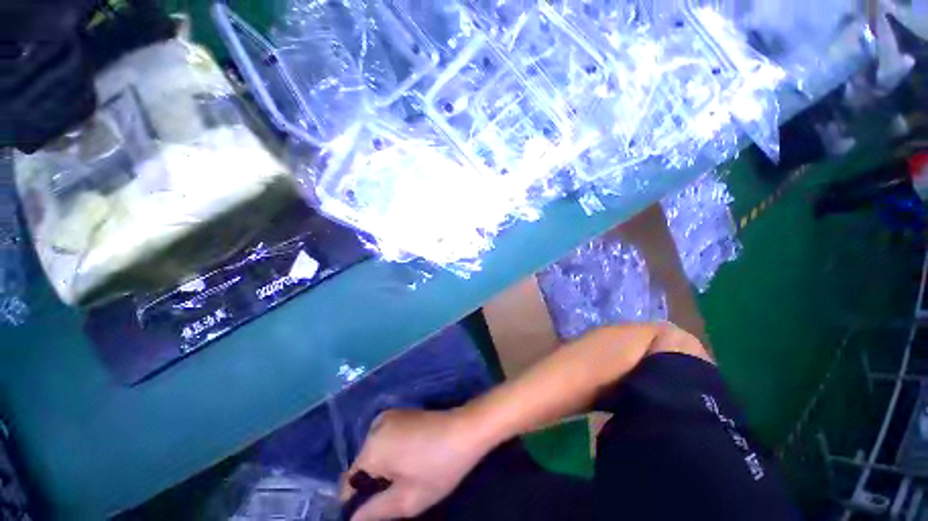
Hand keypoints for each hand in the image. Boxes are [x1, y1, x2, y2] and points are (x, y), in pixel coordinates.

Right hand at [341, 409, 489, 520]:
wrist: (465, 430)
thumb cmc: (437, 467)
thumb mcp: (407, 499)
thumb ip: (374, 512)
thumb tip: (352, 519)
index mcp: (372, 447)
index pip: (348, 482)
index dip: (356, 501)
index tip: (374, 511)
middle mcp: (375, 426)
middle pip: (362, 466)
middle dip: (373, 483)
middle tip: (397, 493)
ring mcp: (389, 416)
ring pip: (374, 452)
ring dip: (383, 468)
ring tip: (407, 475)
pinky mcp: (401, 412)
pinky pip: (386, 439)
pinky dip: (391, 452)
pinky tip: (411, 458)